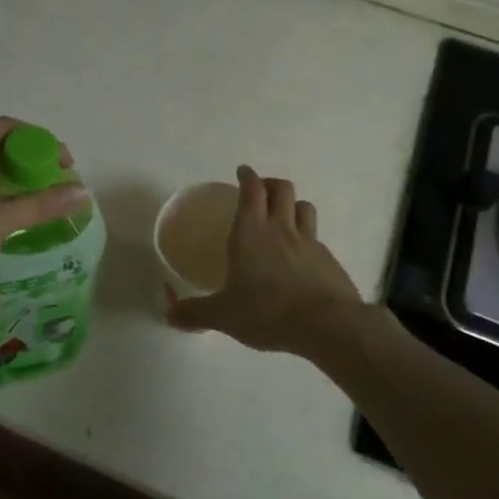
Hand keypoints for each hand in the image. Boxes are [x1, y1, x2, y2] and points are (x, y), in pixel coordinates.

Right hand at [166, 166, 361, 353]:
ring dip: (292, 205)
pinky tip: (300, 258)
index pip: (251, 190)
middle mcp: (281, 229)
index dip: (247, 177)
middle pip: (281, 189)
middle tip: (260, 191)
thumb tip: (169, 316)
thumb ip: (195, 313)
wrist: (327, 326)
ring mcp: (309, 243)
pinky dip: (307, 239)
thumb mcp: (223, 316)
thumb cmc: (267, 312)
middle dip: (270, 184)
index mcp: (250, 233)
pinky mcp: (329, 261)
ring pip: (304, 207)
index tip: (243, 172)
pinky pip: (317, 239)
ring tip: (283, 216)